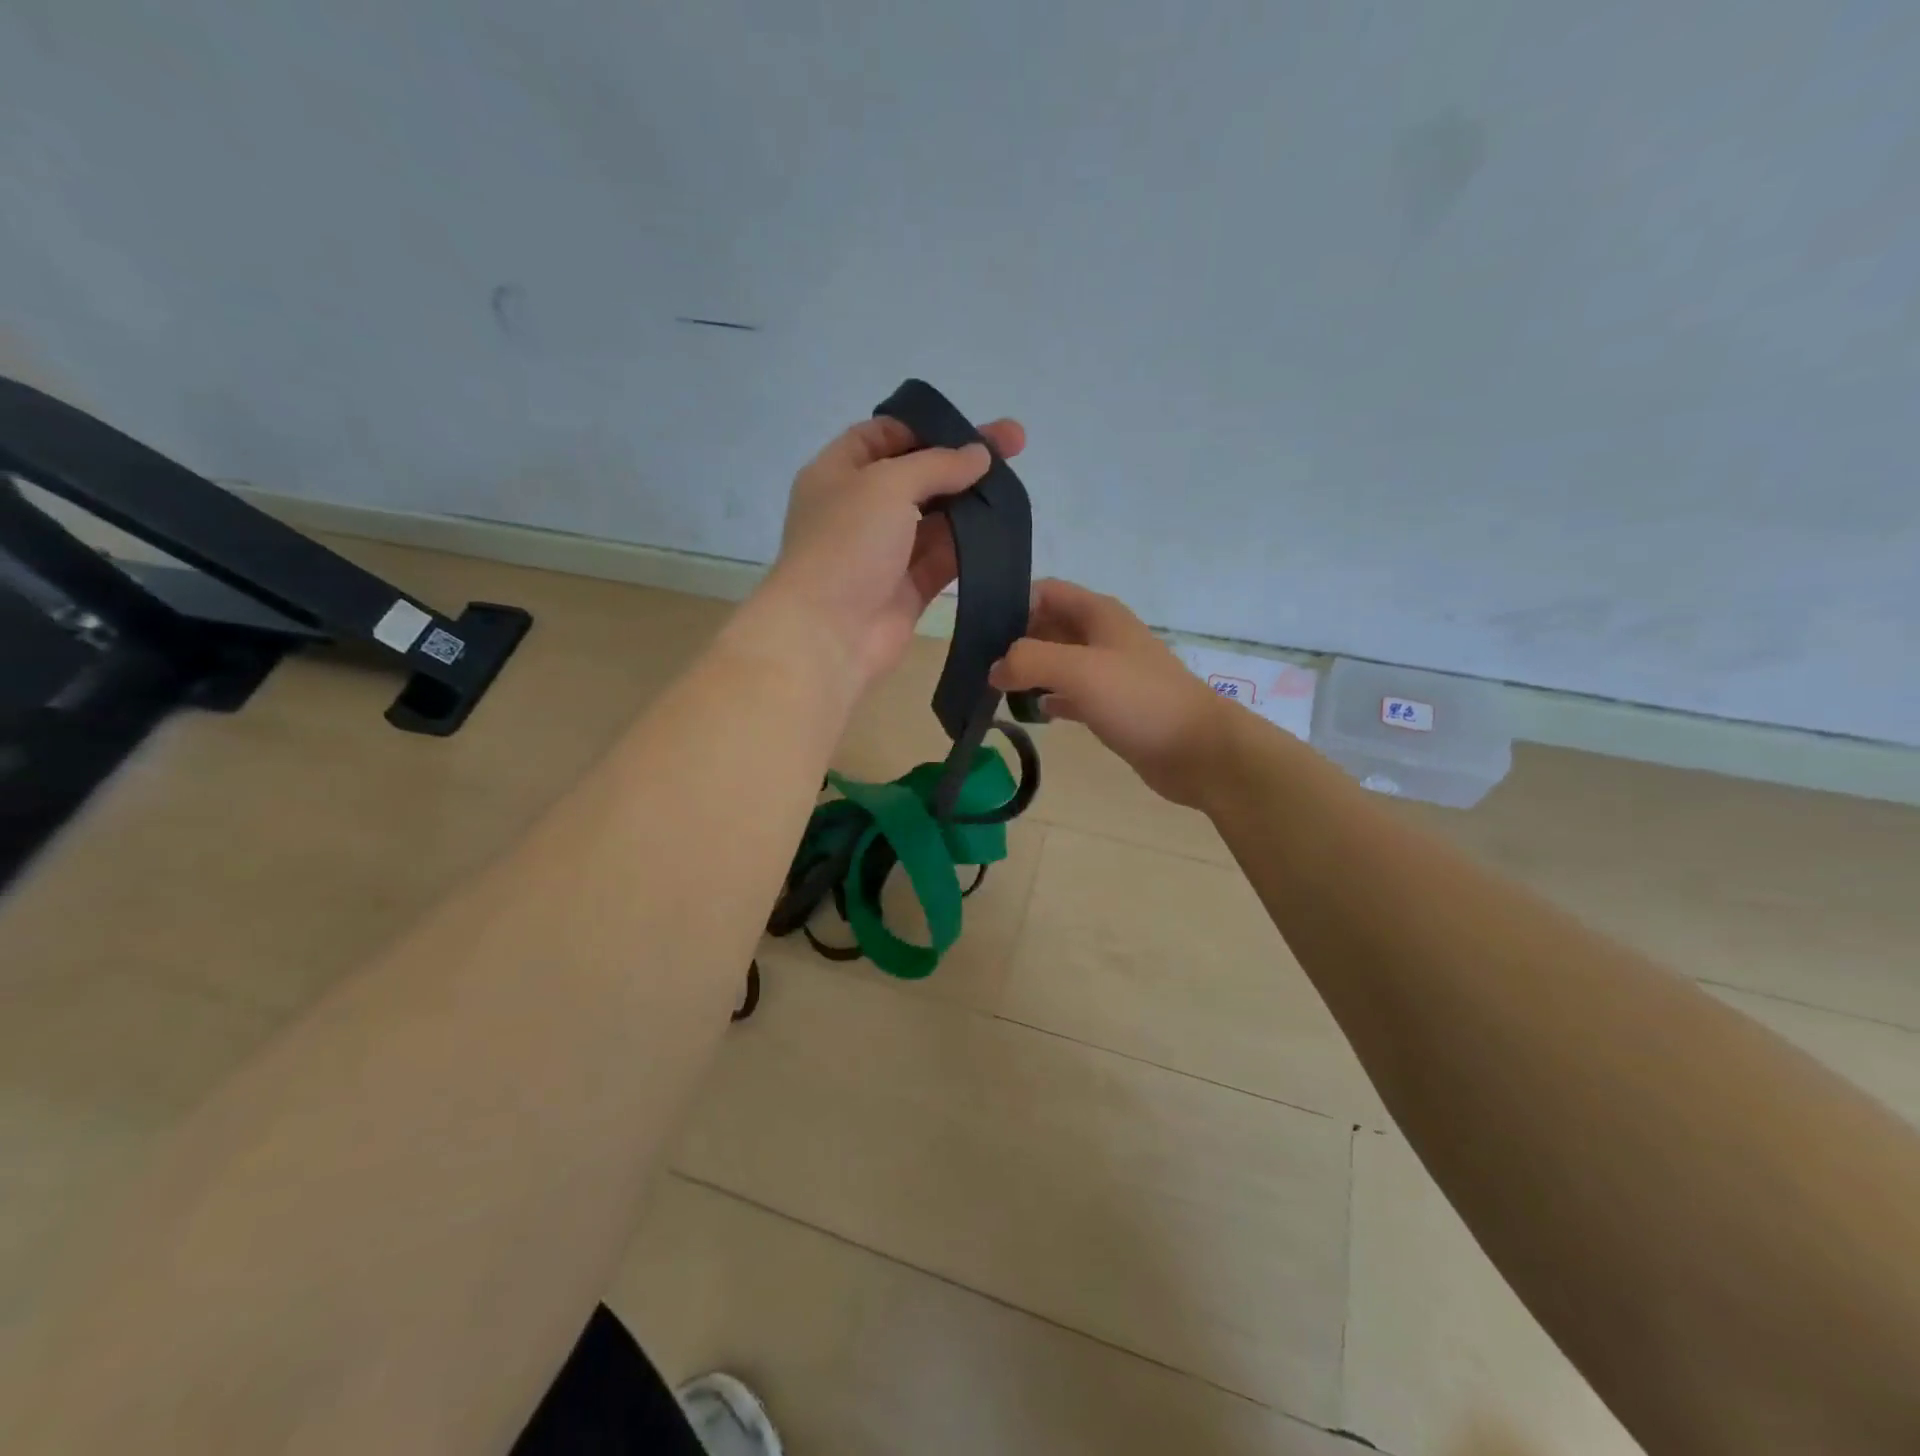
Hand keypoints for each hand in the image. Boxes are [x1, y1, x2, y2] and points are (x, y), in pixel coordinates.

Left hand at [764, 414, 1026, 690]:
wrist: (829, 633)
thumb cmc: (846, 544)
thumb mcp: (887, 484)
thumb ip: (936, 465)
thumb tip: (979, 456)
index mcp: (838, 473)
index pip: (883, 435)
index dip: (925, 426)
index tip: (969, 425)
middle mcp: (860, 509)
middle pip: (917, 475)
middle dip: (962, 461)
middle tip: (1015, 446)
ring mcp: (884, 552)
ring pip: (936, 519)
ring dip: (972, 503)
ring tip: (1016, 487)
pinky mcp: (907, 589)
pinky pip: (943, 559)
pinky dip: (971, 545)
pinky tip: (1005, 530)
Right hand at [990, 580, 1230, 807]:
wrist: (1197, 750)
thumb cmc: (1139, 700)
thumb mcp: (1079, 669)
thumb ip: (1029, 660)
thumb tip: (995, 669)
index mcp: (1098, 614)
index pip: (1045, 591)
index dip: (1013, 602)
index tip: (979, 629)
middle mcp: (1103, 637)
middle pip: (1049, 626)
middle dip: (1015, 640)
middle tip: (978, 664)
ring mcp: (1110, 672)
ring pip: (1060, 661)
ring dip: (1030, 671)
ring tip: (995, 688)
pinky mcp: (1113, 706)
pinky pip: (1073, 694)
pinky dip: (1052, 699)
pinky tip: (1034, 712)